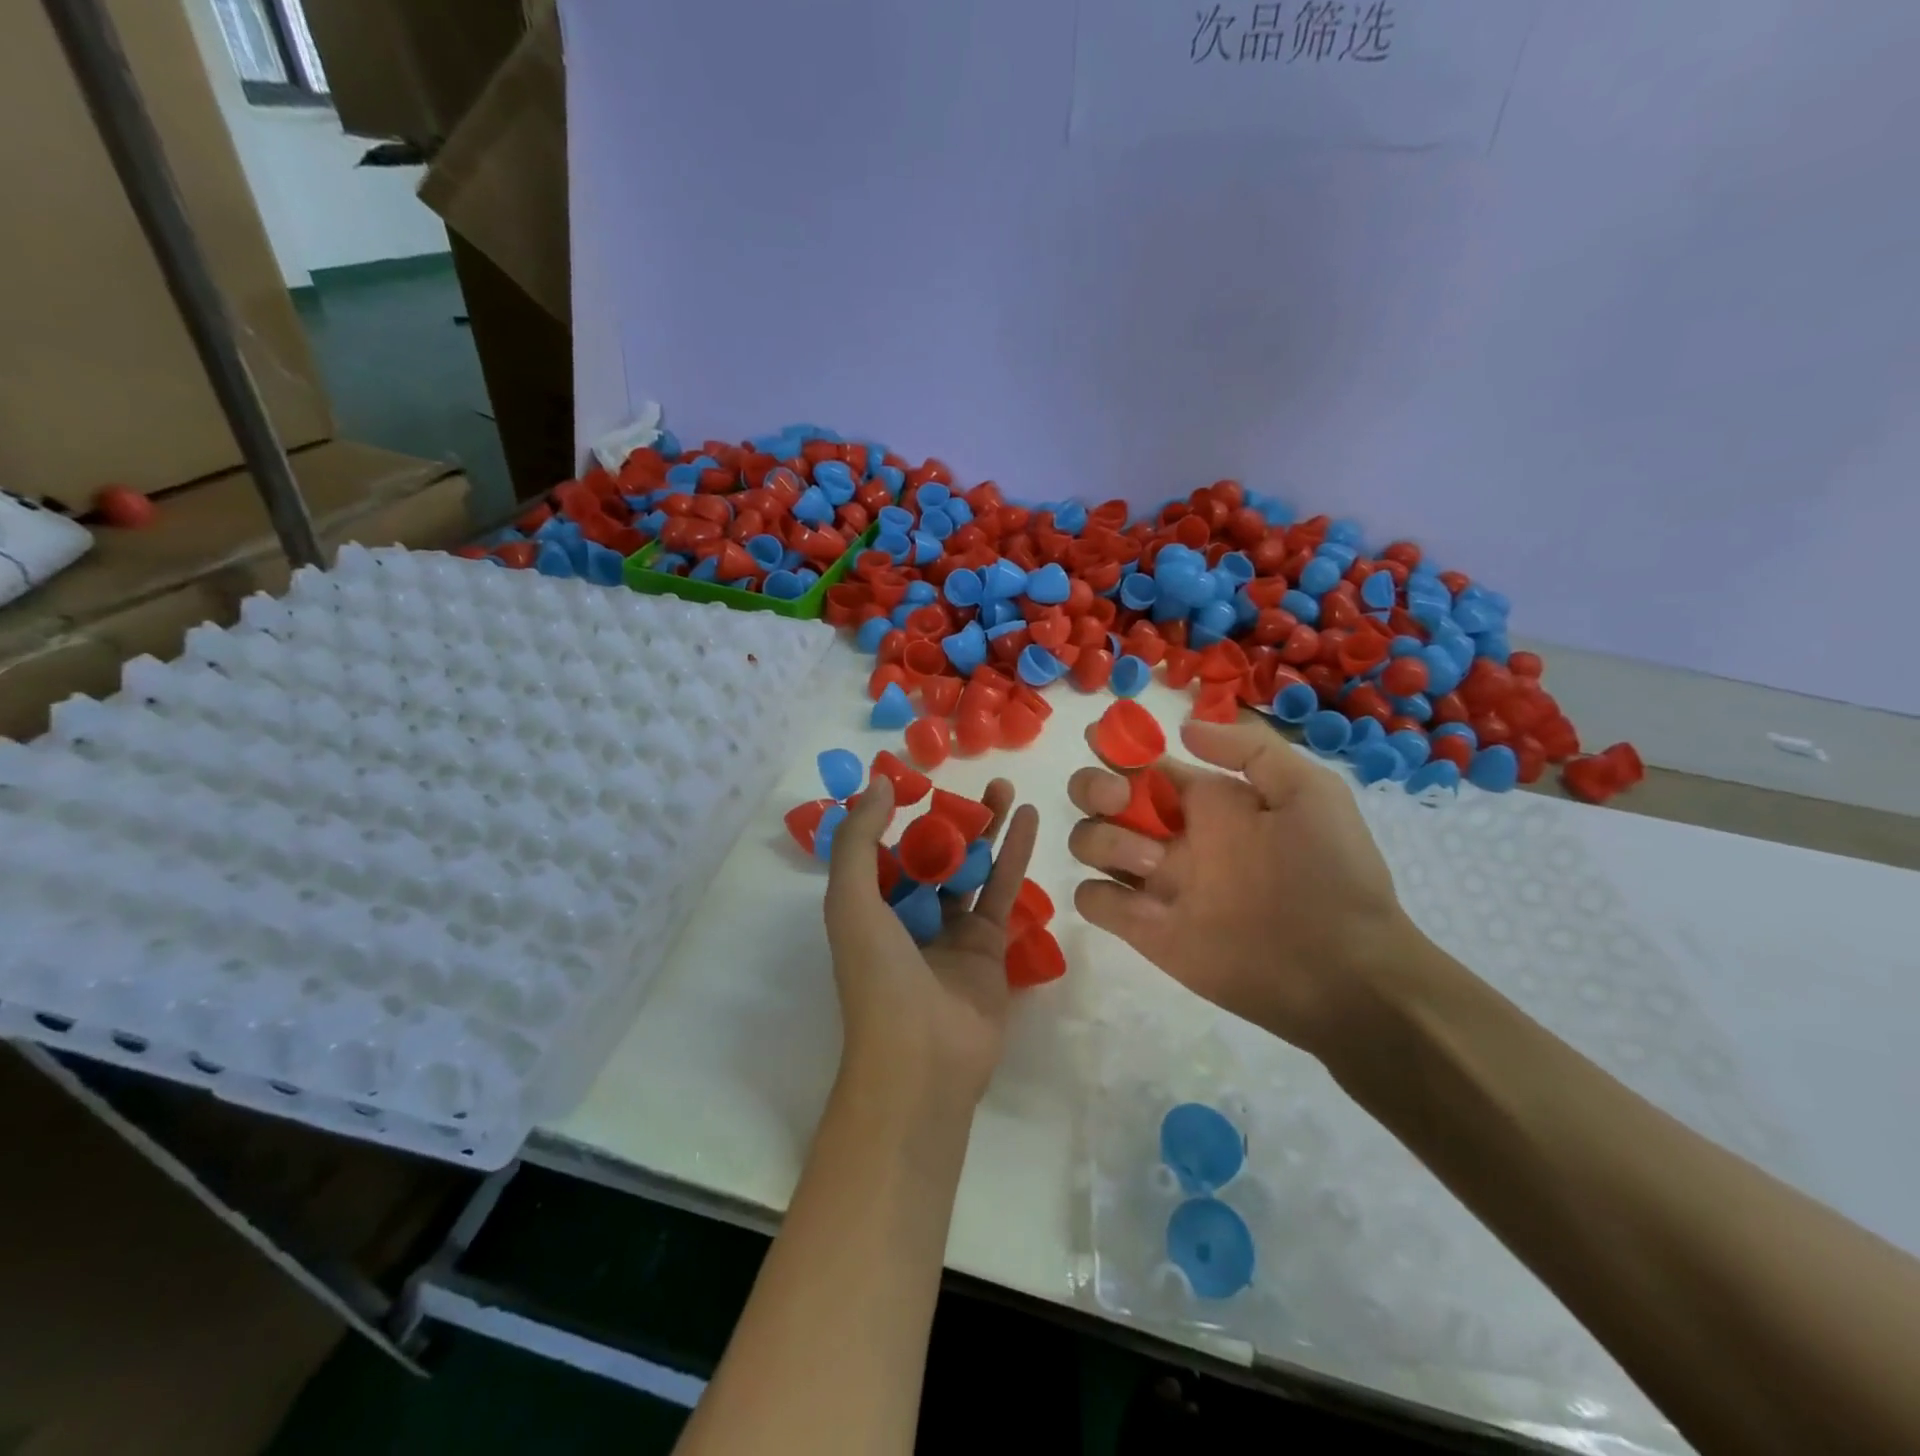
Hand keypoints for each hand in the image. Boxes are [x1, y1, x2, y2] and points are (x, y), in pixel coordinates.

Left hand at [824, 775, 1040, 1110]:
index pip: (885, 851)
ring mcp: (951, 931)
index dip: (900, 815)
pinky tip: (1029, 818)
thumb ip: (859, 840)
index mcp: (869, 907)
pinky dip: (1014, 853)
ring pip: (971, 867)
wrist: (923, 1058)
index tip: (919, 779)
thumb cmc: (877, 976)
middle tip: (976, 780)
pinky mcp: (988, 945)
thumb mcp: (850, 902)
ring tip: (1006, 787)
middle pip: (934, 854)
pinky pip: (1001, 890)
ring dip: (987, 829)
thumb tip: (879, 782)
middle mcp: (909, 916)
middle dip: (952, 818)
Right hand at [1067, 718, 1417, 1055]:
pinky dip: (1099, 895)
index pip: (1140, 762)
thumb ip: (1251, 750)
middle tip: (1121, 798)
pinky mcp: (1144, 929)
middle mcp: (1168, 834)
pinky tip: (1143, 905)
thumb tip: (1184, 730)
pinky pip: (1091, 899)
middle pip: (1096, 795)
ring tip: (1154, 862)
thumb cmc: (1332, 873)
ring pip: (1086, 841)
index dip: (1115, 744)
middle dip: (1093, 785)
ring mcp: (1153, 882)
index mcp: (1202, 800)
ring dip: (1101, 839)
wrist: (1344, 969)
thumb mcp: (1310, 791)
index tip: (1105, 738)